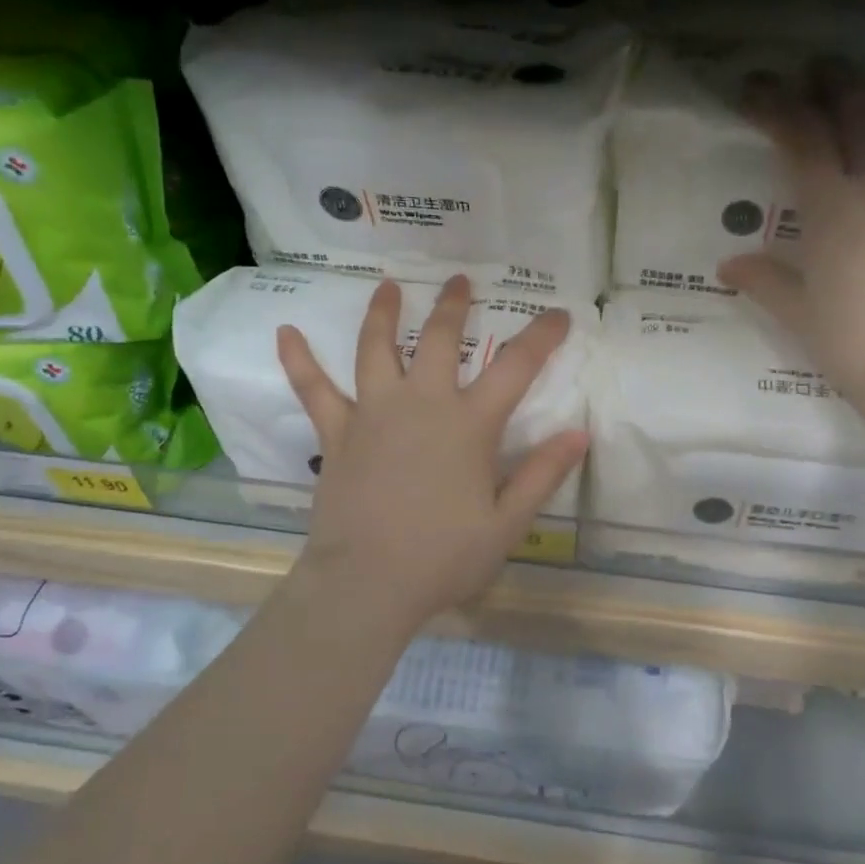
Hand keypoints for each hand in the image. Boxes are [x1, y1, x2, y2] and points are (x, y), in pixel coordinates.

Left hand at [275, 275, 588, 633]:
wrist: (367, 584)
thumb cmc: (443, 557)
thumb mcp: (507, 523)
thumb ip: (542, 474)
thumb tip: (579, 433)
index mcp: (469, 425)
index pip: (516, 367)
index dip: (542, 336)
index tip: (559, 314)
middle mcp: (421, 404)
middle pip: (440, 339)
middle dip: (454, 306)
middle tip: (460, 279)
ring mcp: (373, 414)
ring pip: (377, 349)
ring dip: (383, 313)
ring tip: (388, 286)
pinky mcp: (337, 434)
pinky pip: (314, 390)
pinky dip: (299, 360)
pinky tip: (285, 332)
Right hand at [717, 61, 864, 404]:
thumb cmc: (848, 342)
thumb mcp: (795, 310)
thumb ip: (762, 279)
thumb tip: (728, 265)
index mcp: (831, 206)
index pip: (800, 135)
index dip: (776, 104)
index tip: (759, 89)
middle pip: (861, 110)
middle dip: (838, 80)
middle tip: (824, 71)